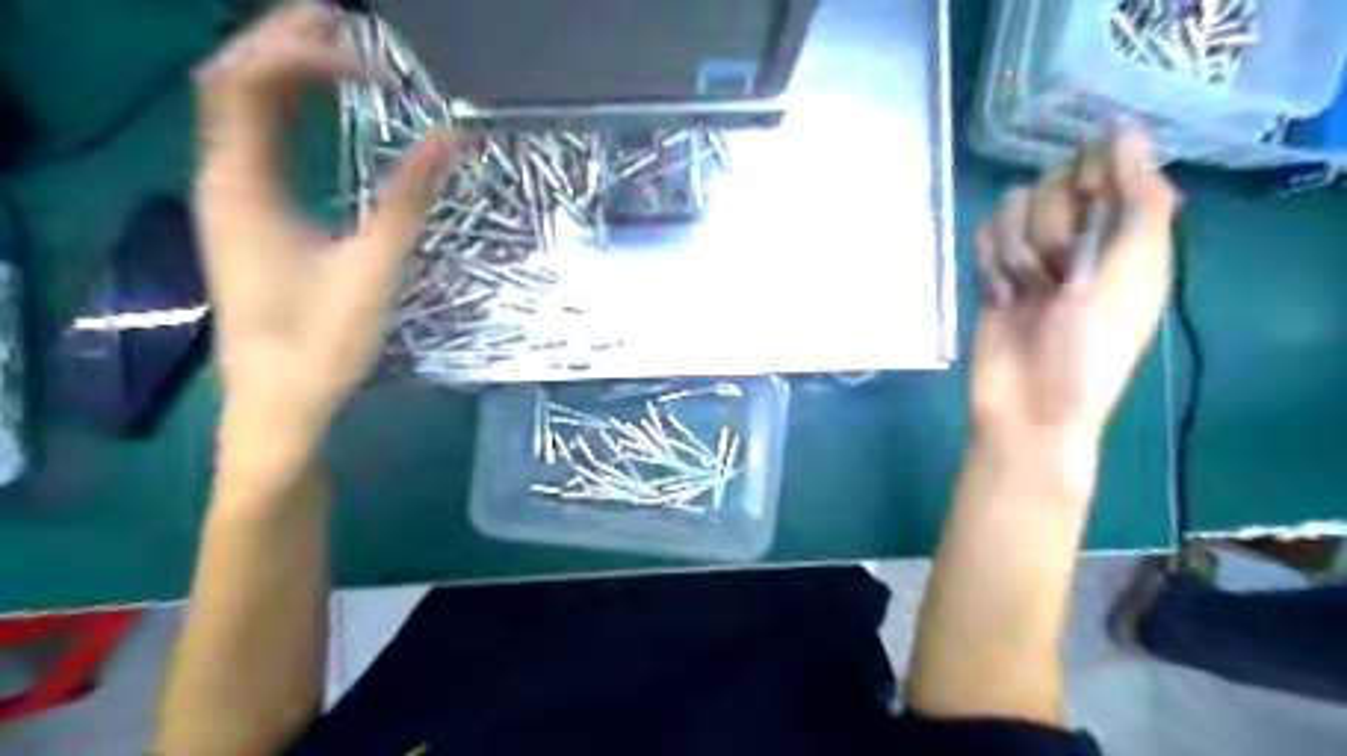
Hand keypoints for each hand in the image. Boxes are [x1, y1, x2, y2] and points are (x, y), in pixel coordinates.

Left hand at [194, 3, 454, 446]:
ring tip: (336, 48)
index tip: (376, 67)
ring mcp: (228, 196)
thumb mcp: (375, 268)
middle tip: (347, 23)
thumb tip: (451, 140)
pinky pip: (252, 139)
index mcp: (241, 185)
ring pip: (238, 107)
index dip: (305, 54)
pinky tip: (317, 108)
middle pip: (233, 79)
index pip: (250, 82)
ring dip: (281, 69)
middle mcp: (221, 178)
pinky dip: (283, 109)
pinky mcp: (245, 216)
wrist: (279, 398)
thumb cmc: (323, 341)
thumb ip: (410, 199)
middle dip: (285, 41)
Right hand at [968, 130, 1181, 444]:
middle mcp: (1079, 234)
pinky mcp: (991, 271)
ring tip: (1025, 292)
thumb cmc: (1090, 346)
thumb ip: (1138, 197)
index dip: (1092, 176)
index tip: (1088, 208)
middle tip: (1060, 275)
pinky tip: (1000, 296)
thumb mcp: (1133, 272)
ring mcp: (1030, 253)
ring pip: (1012, 206)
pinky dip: (990, 263)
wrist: (1027, 402)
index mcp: (1127, 231)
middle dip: (1051, 228)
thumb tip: (1123, 126)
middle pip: (1053, 181)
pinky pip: (983, 234)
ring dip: (1017, 249)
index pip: (1108, 162)